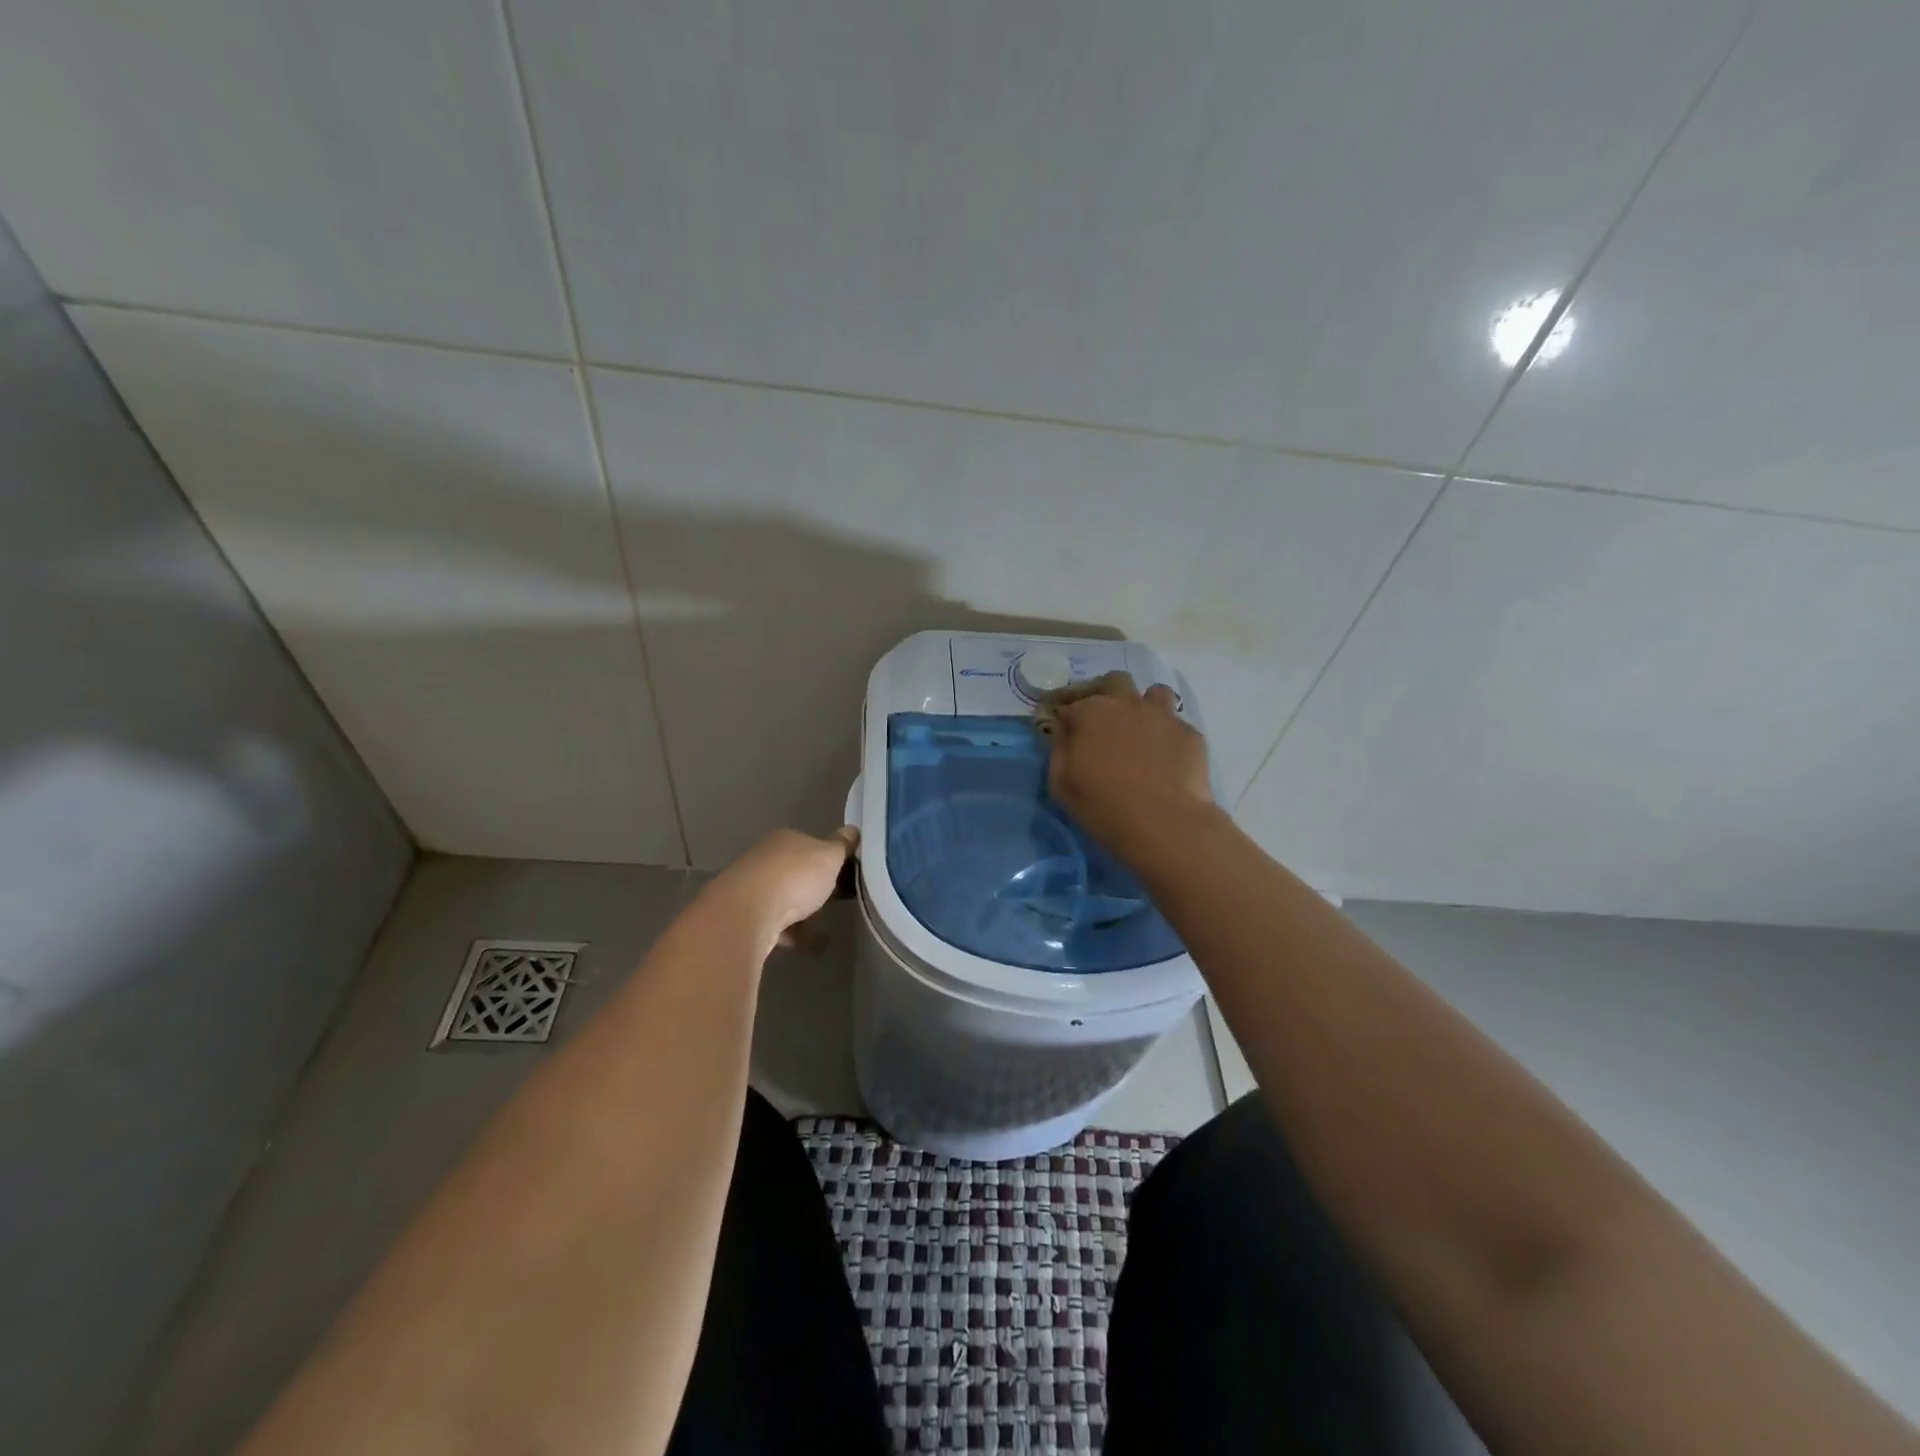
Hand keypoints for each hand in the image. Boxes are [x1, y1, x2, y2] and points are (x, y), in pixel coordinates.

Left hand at [703, 825, 858, 955]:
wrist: (745, 914)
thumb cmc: (794, 877)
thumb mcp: (829, 857)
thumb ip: (842, 846)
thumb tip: (853, 829)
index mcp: (785, 840)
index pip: (811, 845)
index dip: (830, 858)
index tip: (848, 873)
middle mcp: (765, 859)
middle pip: (796, 871)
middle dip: (815, 885)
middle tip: (839, 898)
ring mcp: (752, 888)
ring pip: (785, 899)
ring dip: (805, 912)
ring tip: (828, 928)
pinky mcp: (745, 917)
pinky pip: (778, 924)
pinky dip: (797, 934)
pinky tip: (816, 946)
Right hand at [1047, 672, 1214, 859]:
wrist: (1166, 824)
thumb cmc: (1103, 806)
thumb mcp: (1061, 783)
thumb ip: (1058, 749)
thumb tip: (1062, 730)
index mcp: (1091, 712)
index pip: (1069, 704)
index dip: (1063, 716)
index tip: (1062, 729)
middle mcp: (1127, 704)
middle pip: (1114, 681)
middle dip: (1104, 693)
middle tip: (1101, 719)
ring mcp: (1163, 716)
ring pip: (1154, 693)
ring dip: (1143, 706)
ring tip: (1140, 731)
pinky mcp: (1190, 734)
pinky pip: (1175, 724)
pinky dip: (1166, 735)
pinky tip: (1165, 758)